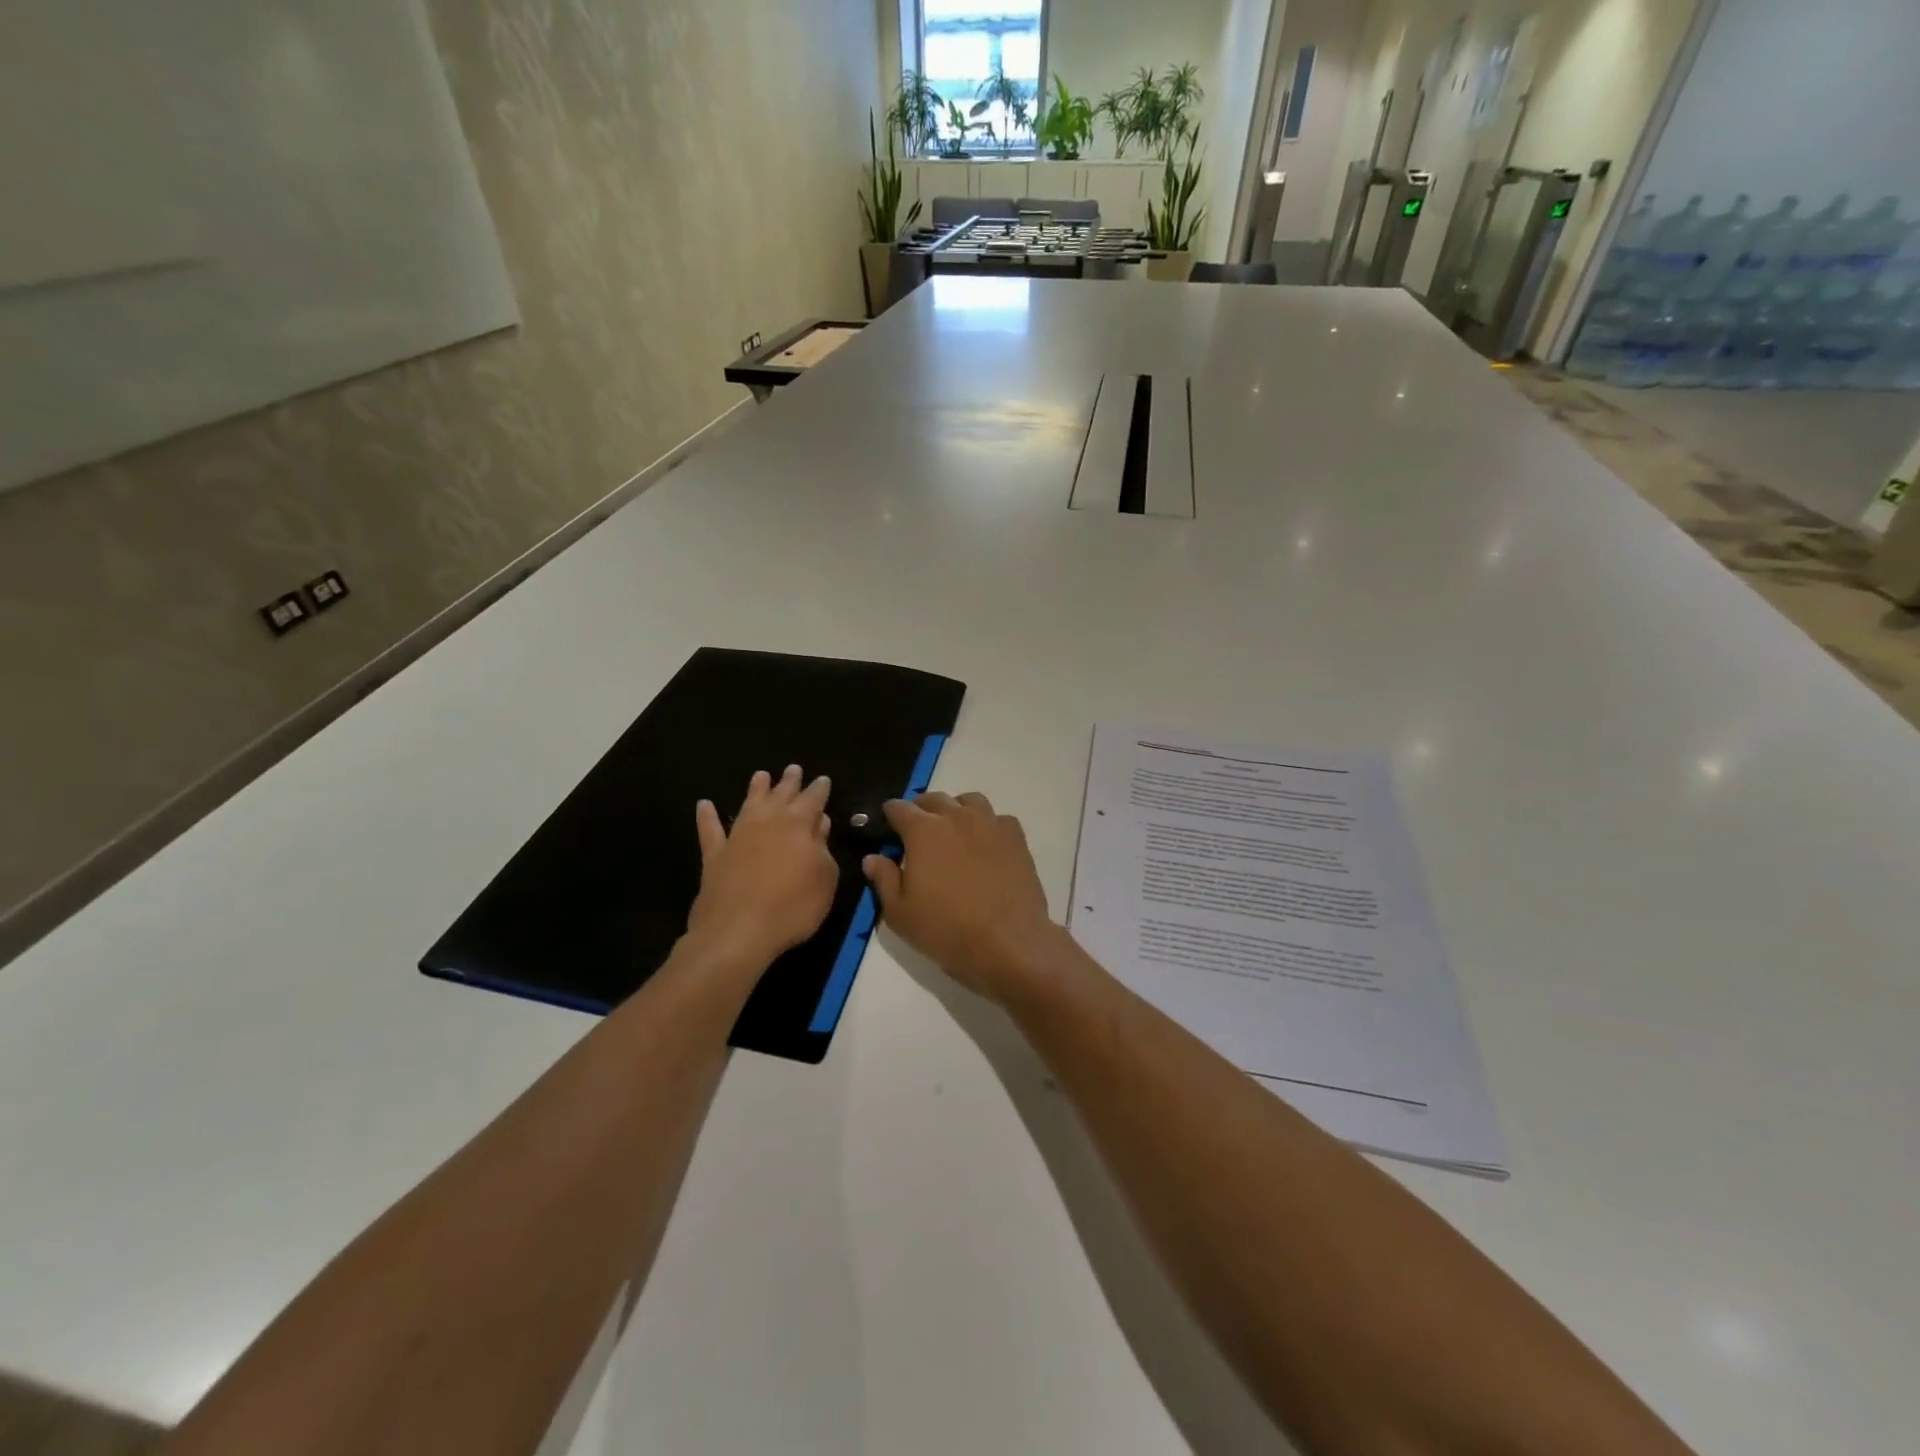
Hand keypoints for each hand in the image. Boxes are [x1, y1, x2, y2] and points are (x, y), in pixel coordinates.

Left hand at [685, 766, 837, 970]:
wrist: (738, 931)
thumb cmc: (792, 906)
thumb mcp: (825, 879)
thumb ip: (823, 849)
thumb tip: (819, 824)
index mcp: (799, 825)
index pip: (813, 800)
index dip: (819, 789)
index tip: (822, 779)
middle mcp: (768, 822)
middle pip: (781, 795)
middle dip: (789, 782)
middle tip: (794, 769)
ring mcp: (738, 836)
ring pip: (748, 804)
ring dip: (755, 789)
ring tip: (760, 774)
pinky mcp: (715, 855)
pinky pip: (710, 830)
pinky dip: (707, 817)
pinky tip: (704, 805)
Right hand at [862, 791, 1064, 1003]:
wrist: (1008, 942)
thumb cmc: (946, 929)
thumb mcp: (900, 914)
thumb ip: (884, 879)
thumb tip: (873, 857)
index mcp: (923, 831)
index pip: (899, 808)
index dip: (890, 815)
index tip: (888, 827)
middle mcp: (956, 817)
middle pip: (934, 799)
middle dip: (921, 810)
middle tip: (917, 831)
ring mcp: (990, 825)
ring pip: (970, 801)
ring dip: (956, 809)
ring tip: (953, 831)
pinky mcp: (1016, 838)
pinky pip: (999, 819)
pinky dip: (989, 825)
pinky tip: (987, 844)